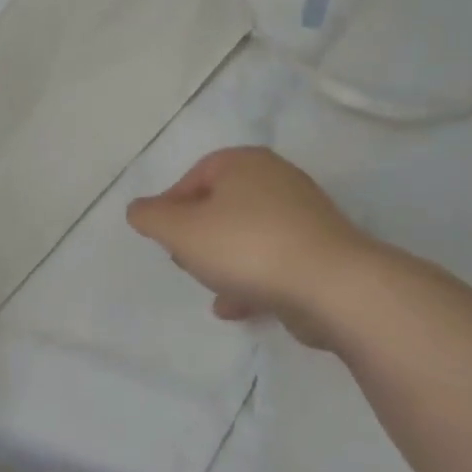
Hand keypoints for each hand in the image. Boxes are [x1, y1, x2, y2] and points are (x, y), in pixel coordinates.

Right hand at [126, 147, 383, 343]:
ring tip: (209, 287)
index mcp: (244, 163)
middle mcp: (277, 180)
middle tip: (184, 259)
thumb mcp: (182, 230)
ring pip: (248, 235)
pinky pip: (274, 260)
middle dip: (198, 234)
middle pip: (222, 204)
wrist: (334, 286)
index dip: (171, 206)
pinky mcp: (321, 252)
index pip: (195, 176)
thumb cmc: (247, 247)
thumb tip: (138, 210)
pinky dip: (252, 279)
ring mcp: (304, 216)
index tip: (162, 237)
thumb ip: (151, 217)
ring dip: (224, 261)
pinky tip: (236, 308)